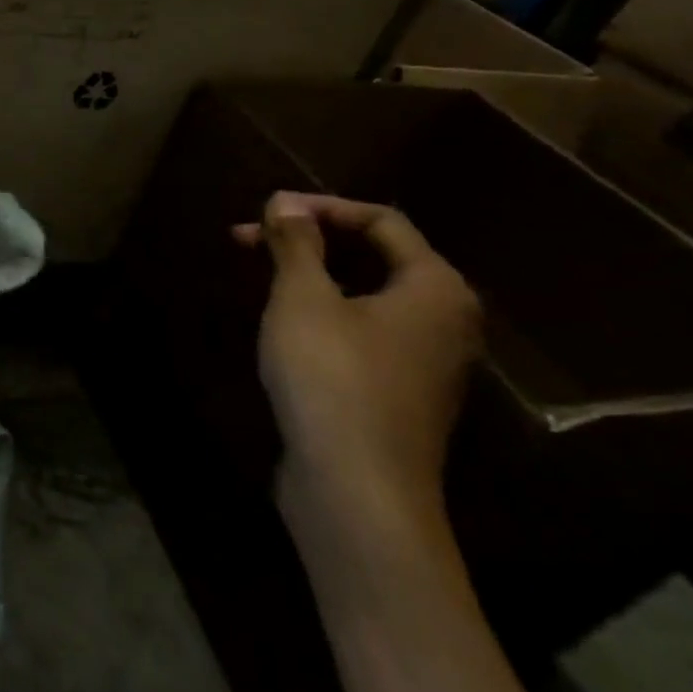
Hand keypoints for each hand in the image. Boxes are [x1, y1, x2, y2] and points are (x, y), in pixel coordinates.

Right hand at [234, 193, 481, 538]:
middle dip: (309, 240)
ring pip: (366, 294)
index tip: (266, 210)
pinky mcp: (400, 392)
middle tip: (248, 237)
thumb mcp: (303, 298)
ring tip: (258, 271)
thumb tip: (286, 202)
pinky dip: (323, 310)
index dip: (321, 206)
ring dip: (311, 274)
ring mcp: (426, 361)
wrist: (357, 490)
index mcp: (435, 287)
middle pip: (376, 256)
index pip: (381, 221)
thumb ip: (295, 243)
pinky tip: (282, 322)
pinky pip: (363, 330)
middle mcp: (444, 320)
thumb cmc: (333, 377)